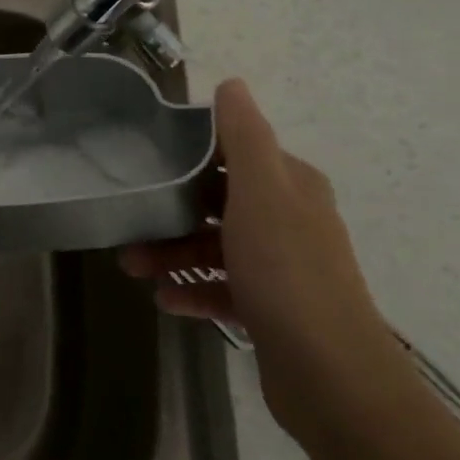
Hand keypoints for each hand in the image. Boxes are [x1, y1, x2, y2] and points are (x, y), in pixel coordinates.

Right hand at [120, 78, 400, 441]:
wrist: (331, 375)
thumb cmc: (286, 272)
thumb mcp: (260, 192)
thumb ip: (244, 137)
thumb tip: (231, 84)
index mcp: (291, 187)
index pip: (235, 154)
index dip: (191, 152)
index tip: (146, 158)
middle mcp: (290, 222)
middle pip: (218, 202)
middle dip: (171, 210)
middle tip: (129, 221)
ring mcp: (282, 269)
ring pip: (215, 248)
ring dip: (173, 254)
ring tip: (132, 267)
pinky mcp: (272, 310)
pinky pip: (222, 290)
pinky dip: (193, 291)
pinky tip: (165, 300)